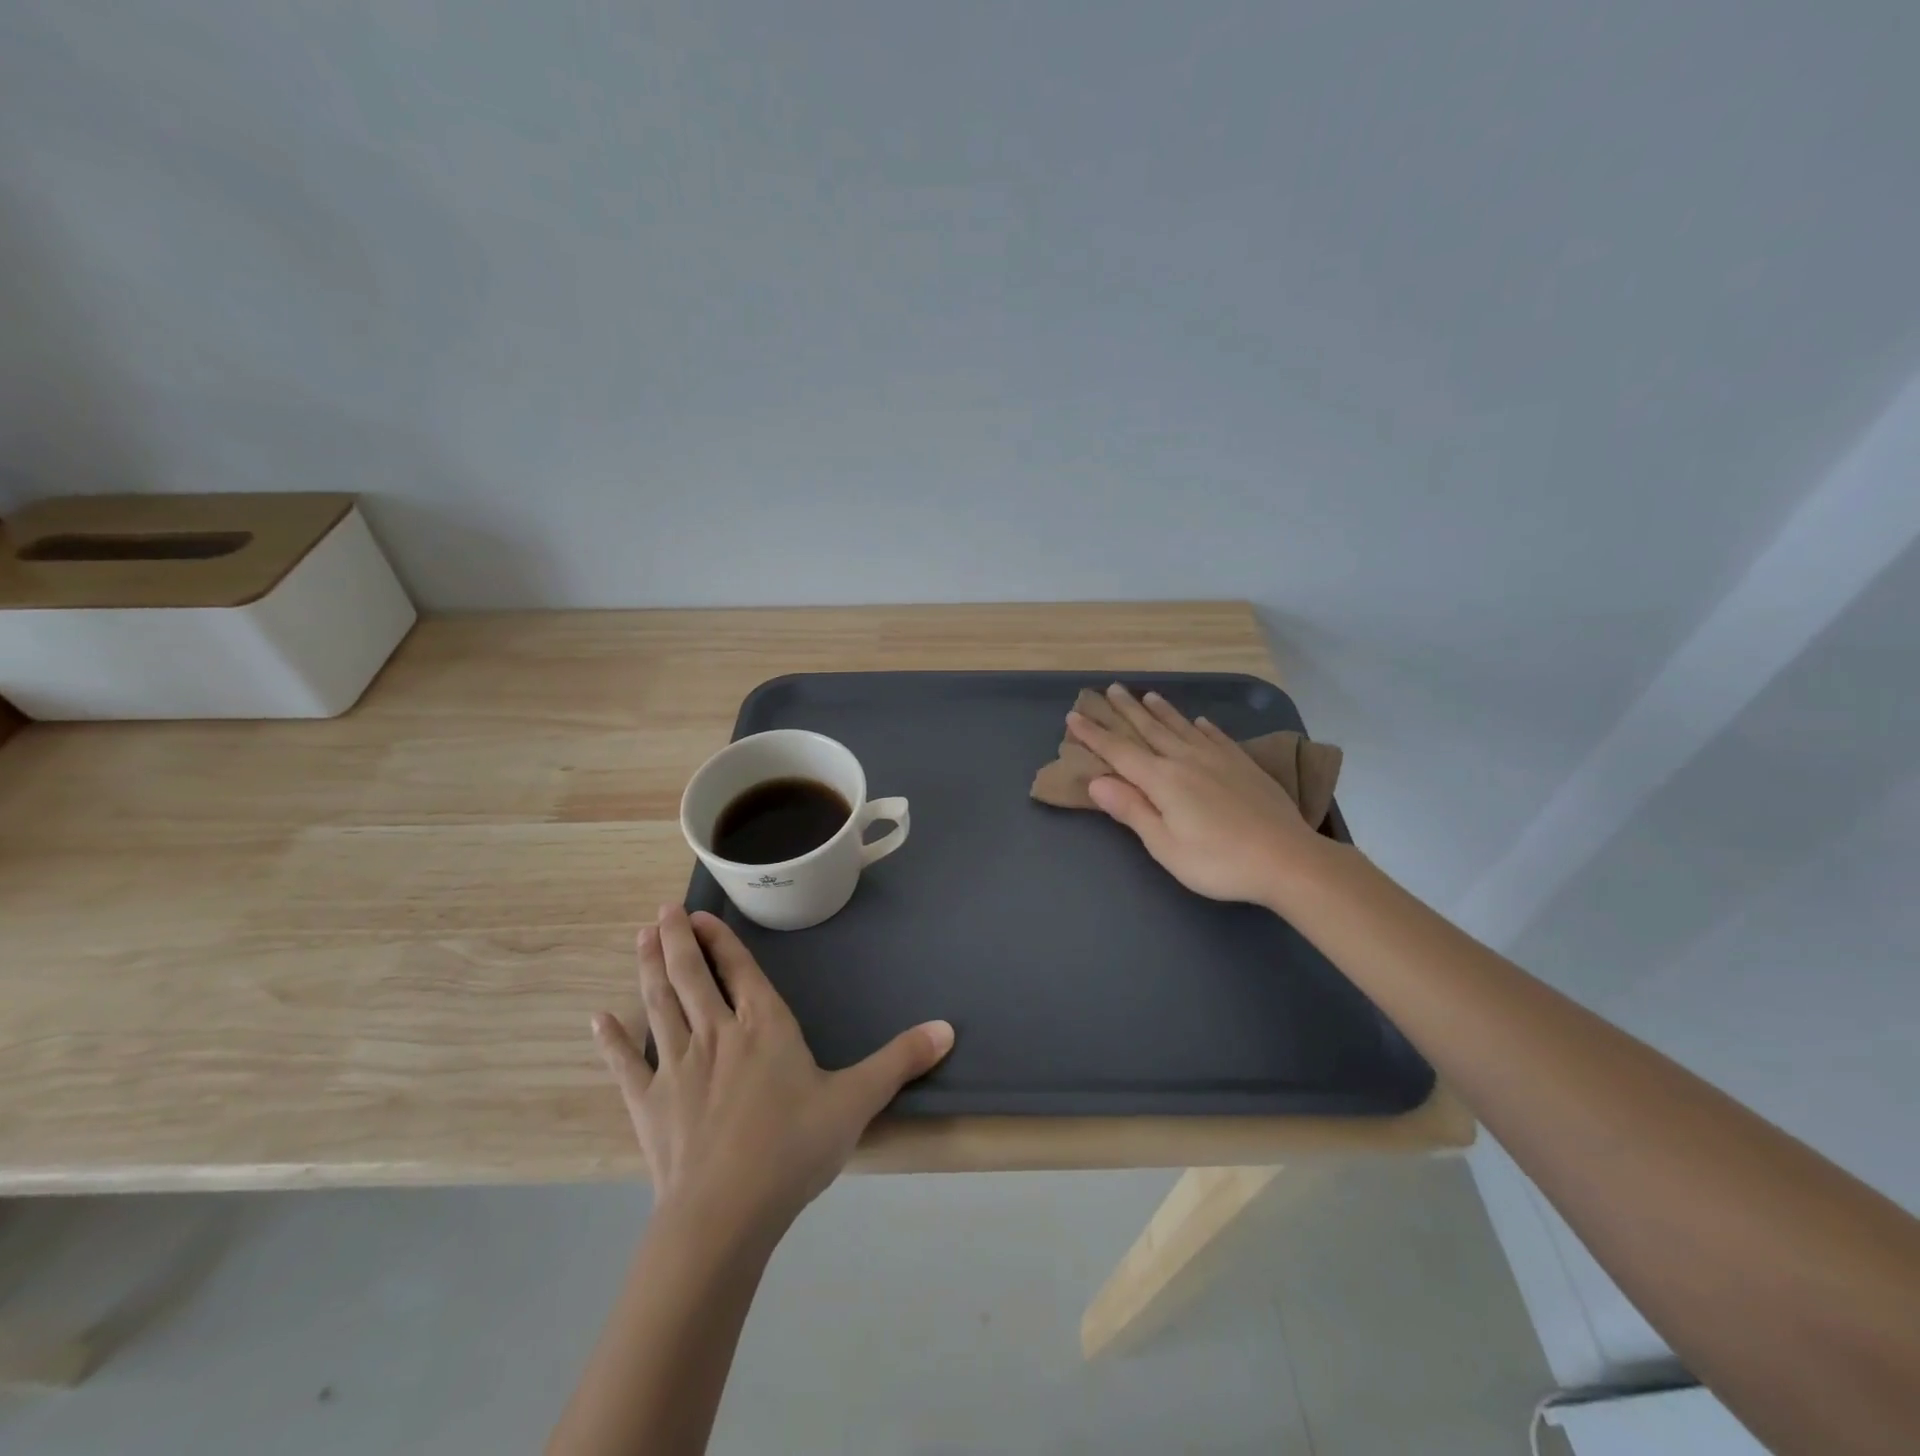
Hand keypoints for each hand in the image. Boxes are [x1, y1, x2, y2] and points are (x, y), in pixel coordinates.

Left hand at [592, 905, 953, 1237]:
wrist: (725, 1214)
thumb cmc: (793, 1148)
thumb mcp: (856, 1101)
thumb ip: (899, 1061)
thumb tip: (948, 1028)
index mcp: (764, 1026)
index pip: (739, 971)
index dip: (719, 940)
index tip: (698, 917)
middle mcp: (717, 1033)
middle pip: (691, 976)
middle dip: (676, 941)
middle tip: (661, 913)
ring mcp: (677, 1066)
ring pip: (659, 1004)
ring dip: (647, 969)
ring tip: (639, 939)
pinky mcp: (648, 1103)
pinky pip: (626, 1064)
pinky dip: (611, 1041)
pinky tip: (596, 1020)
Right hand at [1067, 685, 1333, 906]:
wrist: (1287, 859)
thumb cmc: (1218, 861)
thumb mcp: (1164, 845)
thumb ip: (1131, 809)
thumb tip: (1096, 780)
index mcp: (1162, 780)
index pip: (1119, 751)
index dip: (1094, 734)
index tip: (1074, 716)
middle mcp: (1186, 759)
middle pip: (1149, 729)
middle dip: (1126, 710)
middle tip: (1110, 689)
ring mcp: (1218, 758)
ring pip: (1182, 726)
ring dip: (1161, 710)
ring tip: (1147, 695)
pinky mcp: (1243, 765)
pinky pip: (1216, 736)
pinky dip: (1203, 726)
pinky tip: (1200, 721)